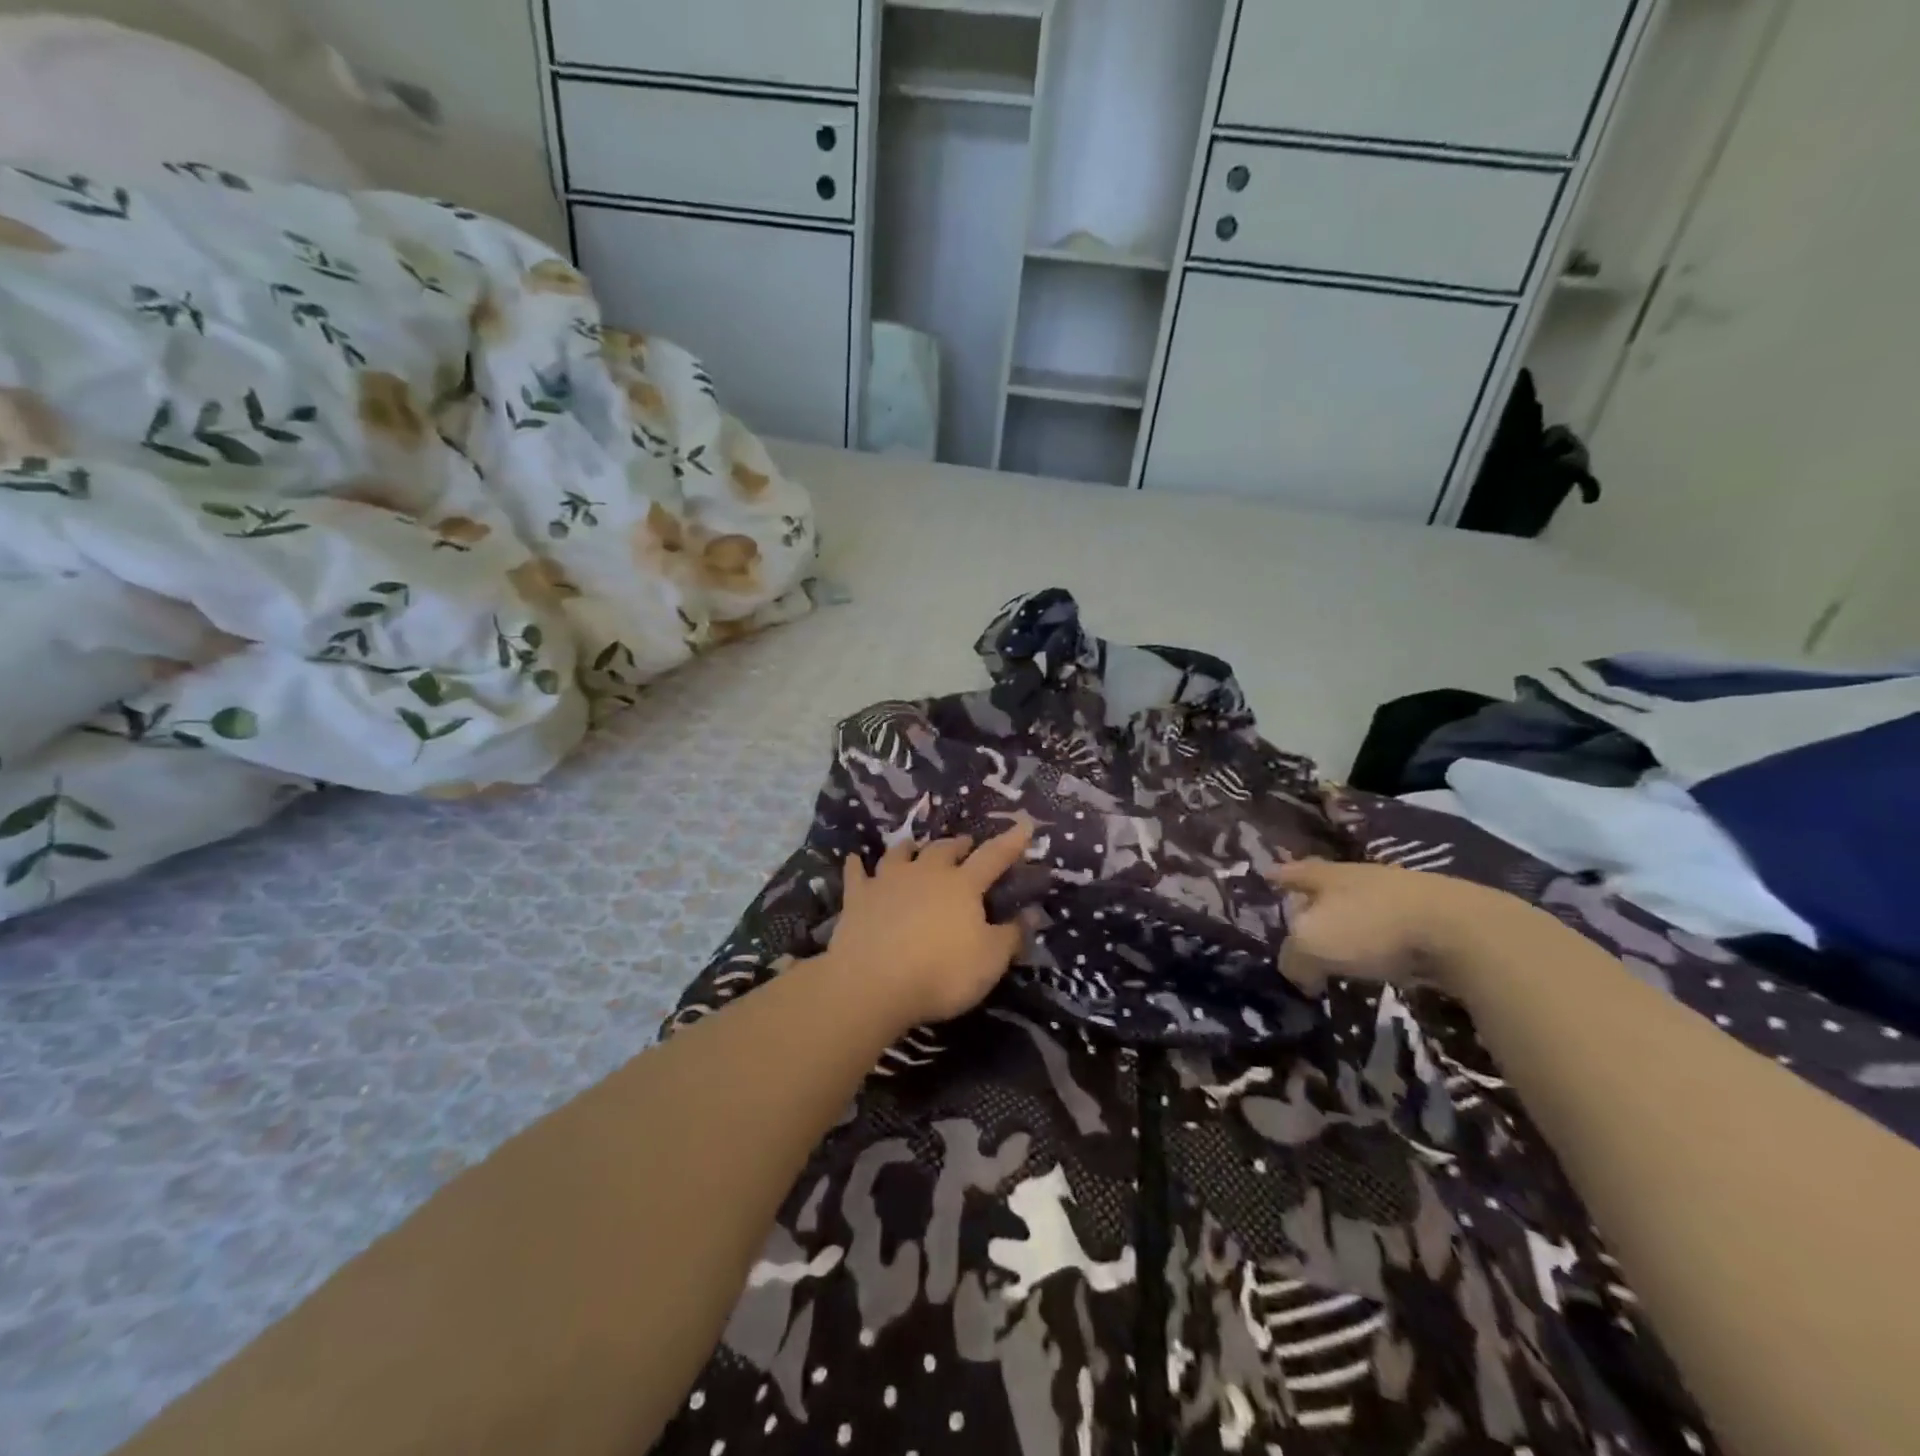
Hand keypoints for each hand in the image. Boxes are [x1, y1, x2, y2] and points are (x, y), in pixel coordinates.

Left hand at [824, 820, 1034, 1031]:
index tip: (1024, 824)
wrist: (872, 983)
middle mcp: (926, 873)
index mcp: (962, 885)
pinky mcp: (858, 897)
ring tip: (915, 846)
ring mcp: (888, 881)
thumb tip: (1032, 913)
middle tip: (966, 845)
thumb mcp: (989, 961)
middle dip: (958, 845)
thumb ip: (1012, 935)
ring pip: (901, 853)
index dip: (1011, 841)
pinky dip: (857, 866)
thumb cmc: (940, 972)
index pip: (993, 857)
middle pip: (944, 849)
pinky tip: (855, 860)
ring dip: (911, 847)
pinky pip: (857, 874)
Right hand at [1267, 858, 1524, 996]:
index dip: (1278, 876)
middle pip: (1330, 884)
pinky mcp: (1436, 916)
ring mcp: (1402, 893)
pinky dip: (1384, 938)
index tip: (1266, 875)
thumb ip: (1294, 958)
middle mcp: (1361, 876)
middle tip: (1302, 913)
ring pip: (1365, 903)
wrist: (1462, 931)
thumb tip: (1298, 972)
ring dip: (1353, 920)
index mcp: (1327, 876)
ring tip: (1343, 941)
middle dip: (1316, 897)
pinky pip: (1396, 925)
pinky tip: (1384, 954)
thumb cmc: (1371, 928)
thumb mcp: (1313, 946)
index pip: (1293, 872)